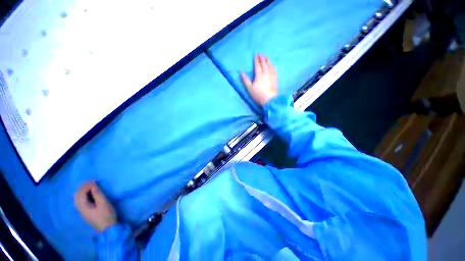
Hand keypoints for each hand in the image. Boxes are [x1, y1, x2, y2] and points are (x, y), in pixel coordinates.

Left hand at [74, 181, 117, 231]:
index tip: (95, 181)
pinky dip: (83, 195)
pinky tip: (89, 194)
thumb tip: (93, 186)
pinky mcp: (86, 213)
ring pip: (77, 199)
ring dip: (82, 191)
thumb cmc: (106, 215)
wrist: (108, 228)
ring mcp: (82, 211)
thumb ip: (98, 195)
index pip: (81, 194)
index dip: (86, 186)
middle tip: (91, 182)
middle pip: (77, 196)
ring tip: (90, 186)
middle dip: (83, 188)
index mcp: (83, 207)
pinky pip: (80, 201)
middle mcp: (80, 209)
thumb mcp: (104, 204)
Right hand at [240, 54, 278, 105]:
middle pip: (264, 64)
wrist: (269, 100)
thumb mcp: (249, 88)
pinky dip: (273, 67)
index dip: (256, 60)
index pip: (257, 65)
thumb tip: (241, 72)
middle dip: (262, 58)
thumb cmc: (258, 95)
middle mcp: (266, 73)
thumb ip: (245, 80)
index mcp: (259, 75)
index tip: (256, 55)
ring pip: (270, 66)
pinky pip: (274, 71)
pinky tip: (273, 65)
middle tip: (261, 54)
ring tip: (267, 57)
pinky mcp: (275, 80)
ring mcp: (271, 76)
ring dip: (268, 61)